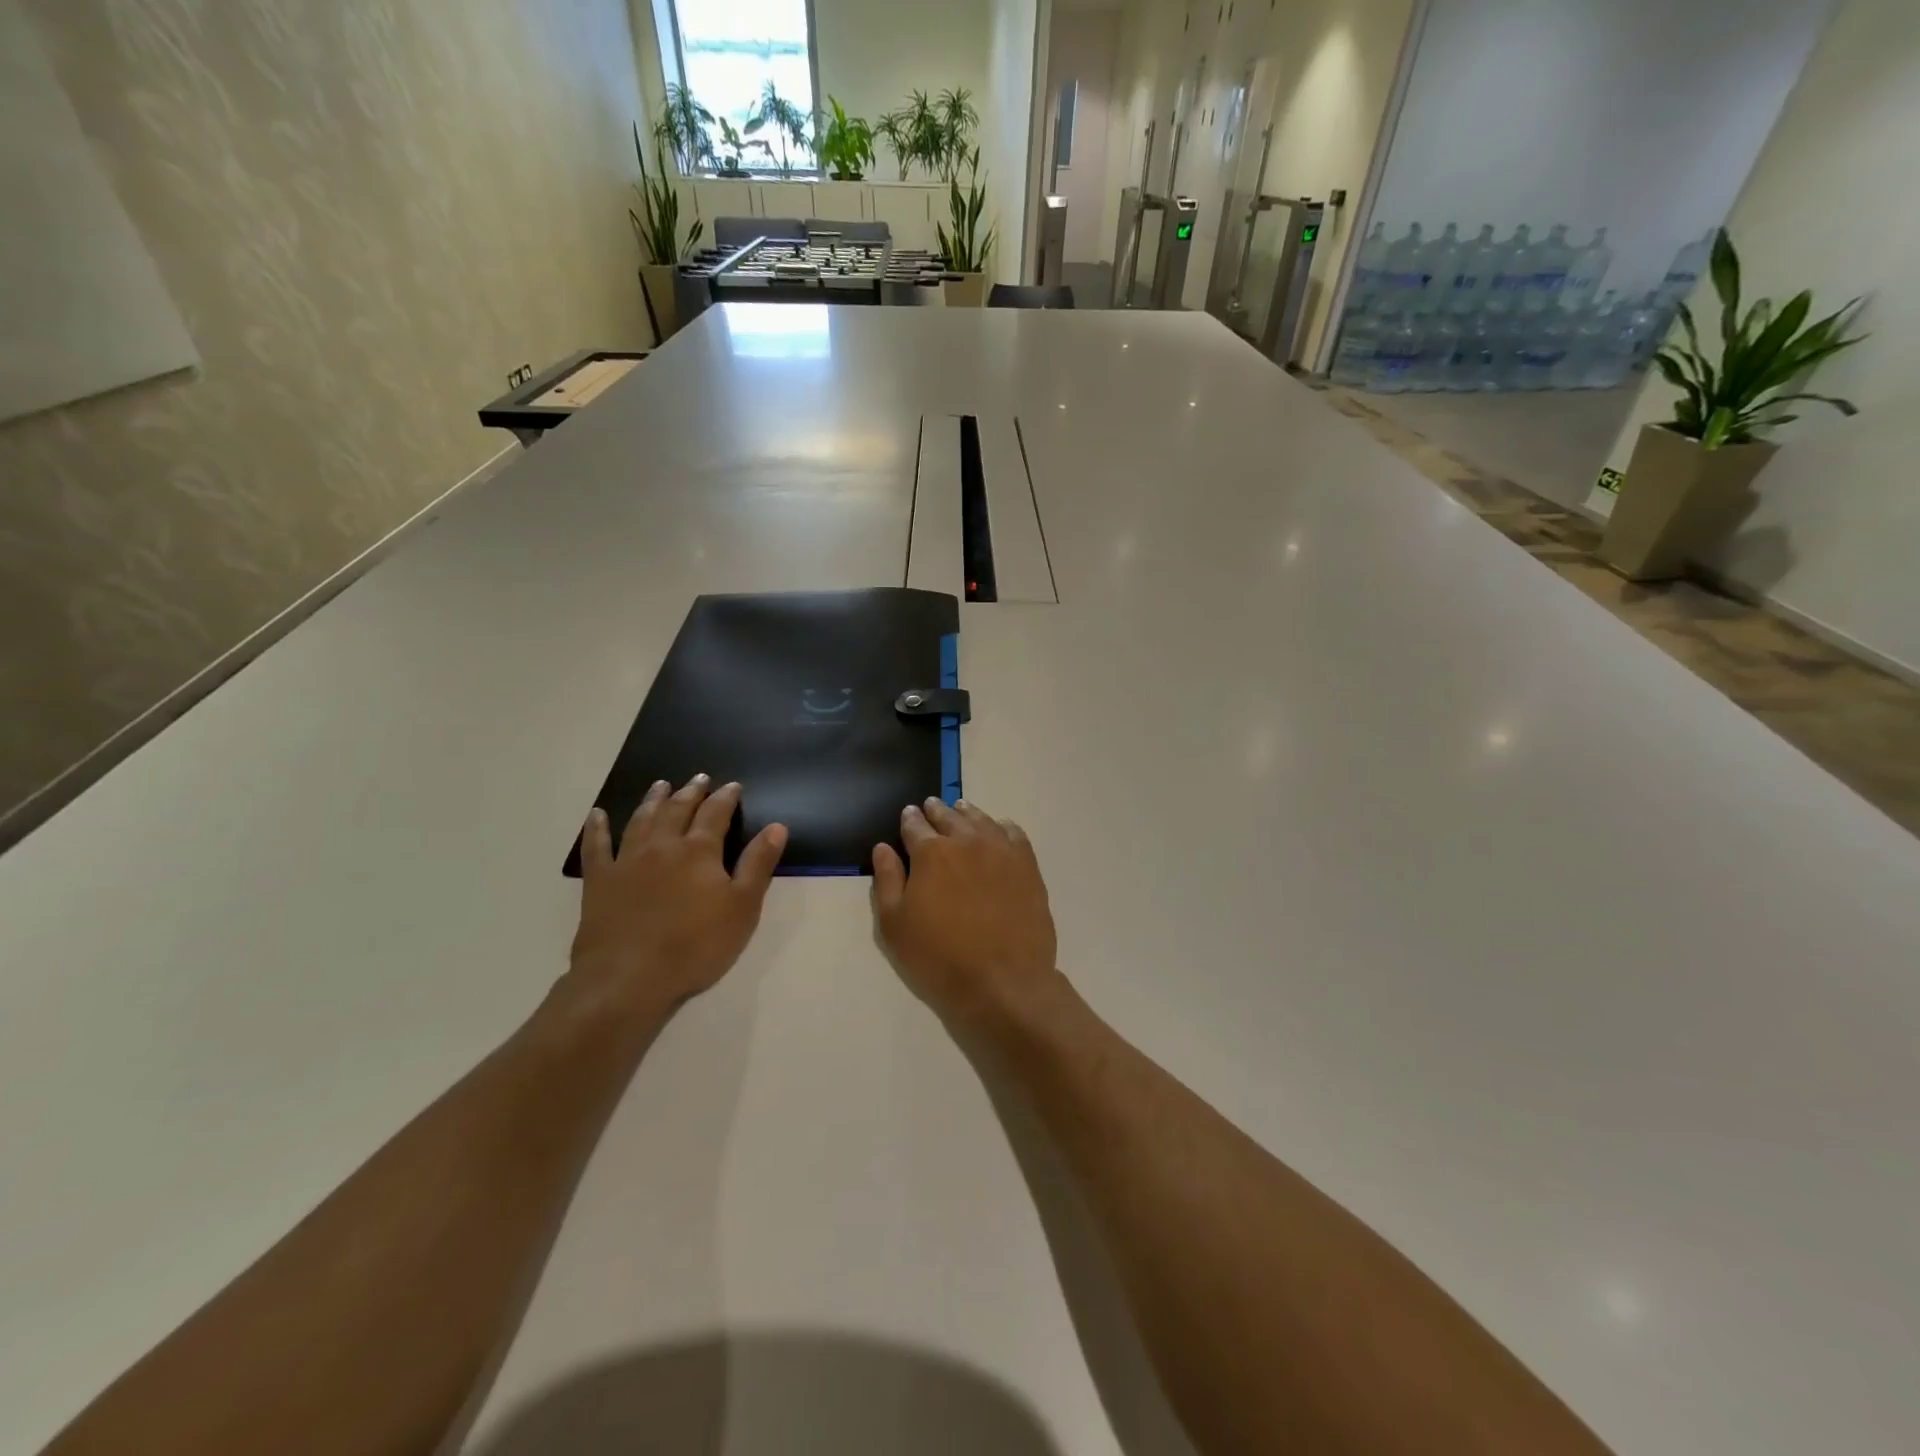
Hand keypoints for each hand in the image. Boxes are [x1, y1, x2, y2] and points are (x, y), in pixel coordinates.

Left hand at [564, 776, 786, 1024]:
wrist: (629, 978)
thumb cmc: (696, 945)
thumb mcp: (743, 907)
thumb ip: (758, 864)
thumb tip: (776, 827)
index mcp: (699, 851)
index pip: (716, 813)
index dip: (726, 797)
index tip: (733, 785)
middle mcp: (662, 846)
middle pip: (678, 810)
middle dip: (691, 792)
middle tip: (699, 778)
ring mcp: (627, 861)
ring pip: (641, 820)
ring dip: (652, 800)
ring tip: (660, 785)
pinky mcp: (599, 882)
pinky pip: (596, 847)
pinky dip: (597, 829)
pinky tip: (597, 815)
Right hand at [872, 798, 1057, 1026]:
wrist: (1003, 980)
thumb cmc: (939, 956)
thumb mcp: (895, 925)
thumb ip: (887, 880)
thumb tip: (883, 848)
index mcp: (931, 852)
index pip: (915, 825)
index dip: (909, 819)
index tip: (908, 814)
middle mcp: (966, 841)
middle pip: (948, 816)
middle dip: (936, 811)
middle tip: (931, 806)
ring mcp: (1001, 850)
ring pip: (980, 819)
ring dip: (966, 813)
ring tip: (961, 809)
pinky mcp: (1027, 864)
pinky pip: (1013, 833)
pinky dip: (1001, 826)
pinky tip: (998, 829)